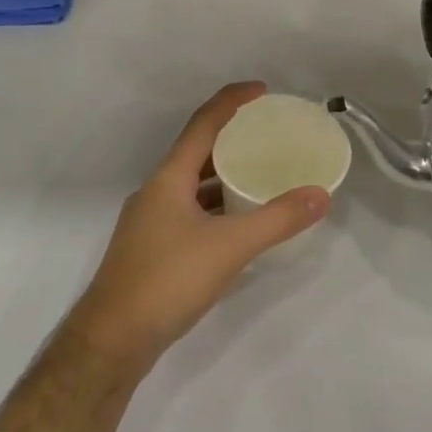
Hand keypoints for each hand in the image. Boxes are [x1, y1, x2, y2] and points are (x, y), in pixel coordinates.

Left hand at [64, 82, 330, 373]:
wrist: (110, 341)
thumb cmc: (167, 281)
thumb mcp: (229, 247)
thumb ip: (277, 219)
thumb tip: (321, 194)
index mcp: (169, 177)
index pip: (203, 123)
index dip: (232, 100)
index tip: (262, 90)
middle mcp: (156, 190)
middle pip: (197, 151)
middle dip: (231, 137)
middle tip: (267, 133)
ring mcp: (150, 220)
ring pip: (192, 184)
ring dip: (223, 175)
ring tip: (259, 173)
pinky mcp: (152, 248)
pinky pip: (190, 210)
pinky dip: (215, 206)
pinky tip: (237, 223)